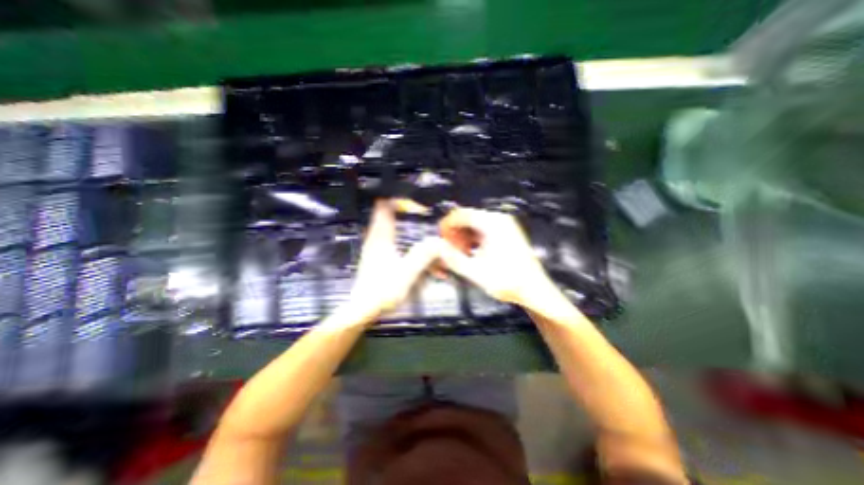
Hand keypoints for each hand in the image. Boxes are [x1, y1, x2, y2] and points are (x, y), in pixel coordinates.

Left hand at [347, 198, 440, 323]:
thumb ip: (423, 255)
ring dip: (405, 227)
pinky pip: (390, 240)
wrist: (362, 310)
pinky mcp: (376, 257)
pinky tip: (412, 250)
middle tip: (422, 215)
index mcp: (381, 237)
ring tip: (419, 230)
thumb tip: (438, 241)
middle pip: (387, 214)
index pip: (384, 206)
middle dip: (405, 212)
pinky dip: (402, 239)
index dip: (400, 201)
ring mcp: (375, 248)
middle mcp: (376, 238)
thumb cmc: (383, 290)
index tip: (416, 205)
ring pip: (390, 228)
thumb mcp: (407, 272)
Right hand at [439, 209, 560, 309]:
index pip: (461, 214)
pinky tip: (470, 253)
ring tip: (459, 253)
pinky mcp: (506, 234)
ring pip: (475, 225)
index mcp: (492, 224)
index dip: (447, 225)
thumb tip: (438, 248)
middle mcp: (499, 220)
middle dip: (455, 233)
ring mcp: (504, 226)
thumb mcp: (474, 272)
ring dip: (463, 237)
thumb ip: (452, 259)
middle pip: (467, 218)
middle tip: (449, 249)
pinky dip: (473, 239)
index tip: (440, 238)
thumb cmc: (510, 281)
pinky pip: (483, 231)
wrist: (534, 290)